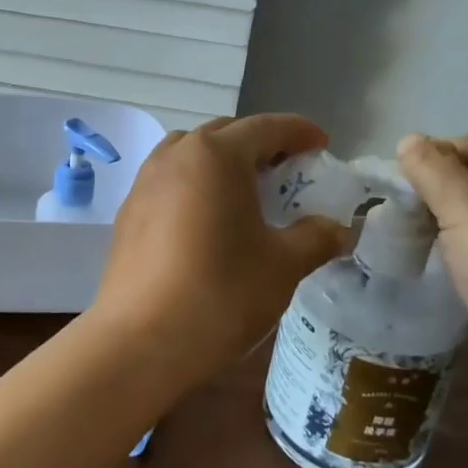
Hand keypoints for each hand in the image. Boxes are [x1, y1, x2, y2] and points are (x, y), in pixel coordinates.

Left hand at [92, 115, 354, 394]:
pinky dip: (196, 185)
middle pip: (226, 134)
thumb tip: (338, 229)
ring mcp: (146, 181)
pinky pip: (170, 180)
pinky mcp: (129, 210)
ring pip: (192, 154)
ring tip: (246, 192)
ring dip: (223, 162)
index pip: (266, 127)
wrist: (140, 340)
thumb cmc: (220, 293)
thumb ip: (316, 238)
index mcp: (217, 154)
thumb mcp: (283, 265)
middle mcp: (177, 155)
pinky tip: (208, 220)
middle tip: (288, 171)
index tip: (322, 146)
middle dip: (261, 145)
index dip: (299, 132)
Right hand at [397, 133, 467, 404]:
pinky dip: (453, 264)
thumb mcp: (466, 204)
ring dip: (442, 230)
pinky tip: (431, 273)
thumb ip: (433, 170)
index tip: (409, 174)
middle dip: (439, 191)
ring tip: (407, 239)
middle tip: (401, 208)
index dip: (447, 149)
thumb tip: (409, 141)